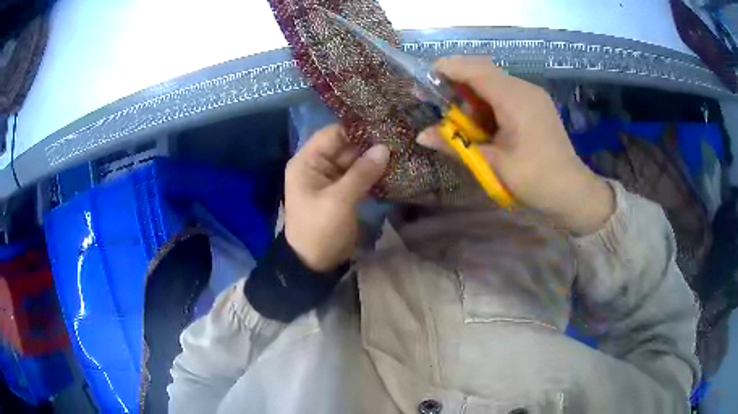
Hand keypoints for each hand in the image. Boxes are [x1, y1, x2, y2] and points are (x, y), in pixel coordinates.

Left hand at [285, 124, 389, 271]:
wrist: (315, 263)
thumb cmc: (319, 228)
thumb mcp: (338, 200)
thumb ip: (361, 173)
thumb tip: (384, 148)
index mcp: (308, 162)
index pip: (332, 134)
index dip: (356, 128)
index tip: (383, 124)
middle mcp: (319, 166)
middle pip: (345, 146)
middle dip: (370, 143)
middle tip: (399, 137)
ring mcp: (332, 179)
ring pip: (355, 161)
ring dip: (375, 158)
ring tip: (401, 149)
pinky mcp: (344, 192)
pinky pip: (359, 176)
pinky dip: (374, 173)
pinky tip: (394, 168)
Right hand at [418, 57, 614, 234]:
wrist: (572, 191)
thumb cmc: (534, 179)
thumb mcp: (493, 165)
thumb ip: (456, 145)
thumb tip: (421, 136)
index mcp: (514, 99)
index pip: (475, 70)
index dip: (447, 68)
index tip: (425, 78)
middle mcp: (524, 88)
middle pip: (483, 69)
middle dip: (457, 77)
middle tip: (436, 96)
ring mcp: (533, 94)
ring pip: (494, 79)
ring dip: (472, 90)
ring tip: (459, 114)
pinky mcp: (536, 103)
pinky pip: (506, 90)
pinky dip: (488, 98)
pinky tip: (483, 119)